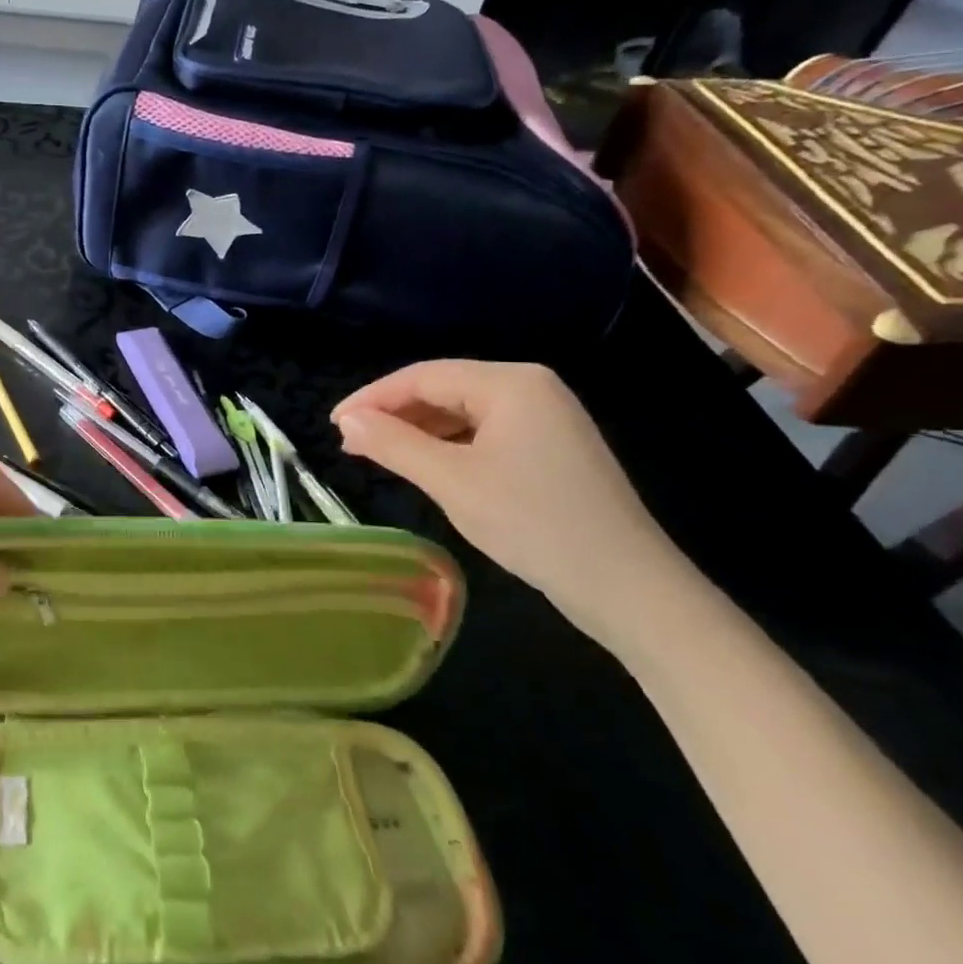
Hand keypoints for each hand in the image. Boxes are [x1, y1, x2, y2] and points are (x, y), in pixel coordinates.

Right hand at [332, 360, 691, 652]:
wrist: (628, 587)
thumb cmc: (533, 523)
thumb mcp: (451, 481)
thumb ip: (394, 444)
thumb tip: (347, 421)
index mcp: (510, 383)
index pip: (424, 376)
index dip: (372, 398)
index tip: (333, 424)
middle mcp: (530, 388)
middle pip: (444, 390)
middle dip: (394, 414)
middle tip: (351, 444)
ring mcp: (546, 418)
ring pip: (462, 413)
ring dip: (417, 431)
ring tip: (378, 455)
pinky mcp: (551, 449)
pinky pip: (484, 434)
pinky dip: (448, 446)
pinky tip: (426, 467)